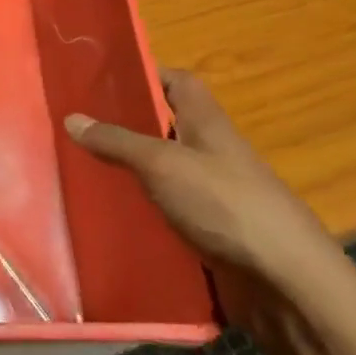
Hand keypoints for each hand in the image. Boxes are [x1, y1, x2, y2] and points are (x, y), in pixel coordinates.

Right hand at [65, 70, 355, 335]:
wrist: (284, 280)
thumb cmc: (225, 205)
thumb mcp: (163, 165)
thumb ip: (118, 141)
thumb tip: (72, 117)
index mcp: (208, 123)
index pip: (178, 82)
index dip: (145, 74)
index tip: (101, 79)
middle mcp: (211, 152)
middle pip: (166, 126)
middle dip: (126, 125)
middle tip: (77, 127)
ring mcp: (212, 193)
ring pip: (163, 170)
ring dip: (130, 170)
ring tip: (81, 169)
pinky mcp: (208, 229)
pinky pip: (166, 209)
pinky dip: (141, 208)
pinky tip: (109, 214)